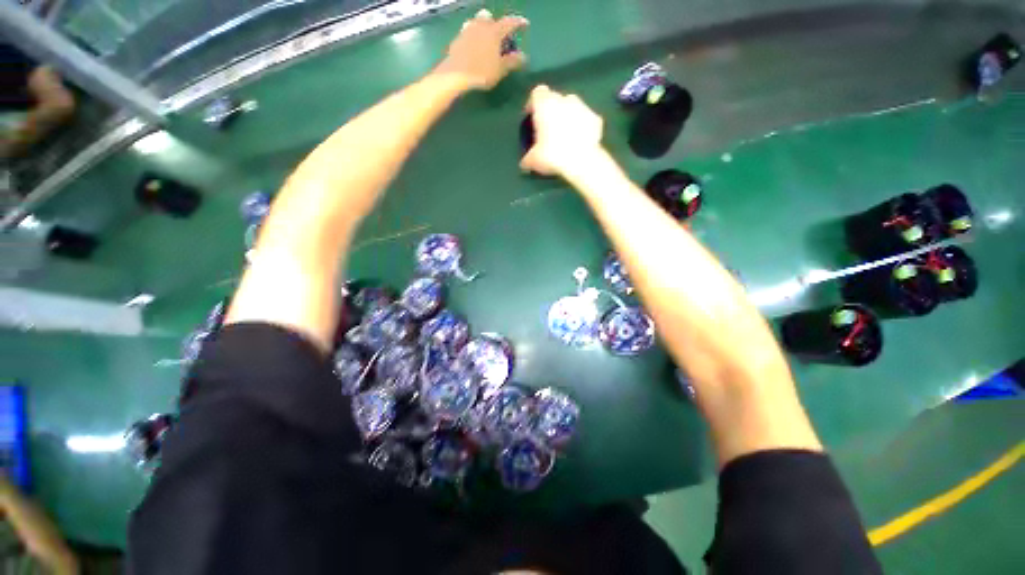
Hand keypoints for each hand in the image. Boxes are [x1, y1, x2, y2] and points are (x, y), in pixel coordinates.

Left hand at [435, 9, 528, 90]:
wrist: (455, 74)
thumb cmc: (482, 72)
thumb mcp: (500, 69)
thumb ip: (512, 61)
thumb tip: (524, 56)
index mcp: (494, 31)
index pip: (509, 22)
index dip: (519, 23)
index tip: (525, 24)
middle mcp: (481, 25)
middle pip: (491, 19)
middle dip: (498, 25)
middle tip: (501, 37)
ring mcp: (467, 30)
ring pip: (478, 22)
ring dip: (484, 28)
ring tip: (487, 41)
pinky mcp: (458, 38)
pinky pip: (469, 32)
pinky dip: (475, 36)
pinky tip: (475, 47)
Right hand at [520, 85, 604, 178]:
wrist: (581, 161)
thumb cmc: (551, 155)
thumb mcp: (533, 160)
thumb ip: (528, 158)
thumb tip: (524, 163)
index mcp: (545, 104)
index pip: (537, 93)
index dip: (534, 104)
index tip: (532, 117)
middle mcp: (564, 99)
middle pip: (556, 99)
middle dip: (553, 111)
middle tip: (549, 129)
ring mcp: (583, 107)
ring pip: (573, 107)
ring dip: (569, 117)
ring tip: (566, 135)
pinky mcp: (597, 119)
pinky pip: (587, 120)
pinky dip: (583, 127)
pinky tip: (580, 141)